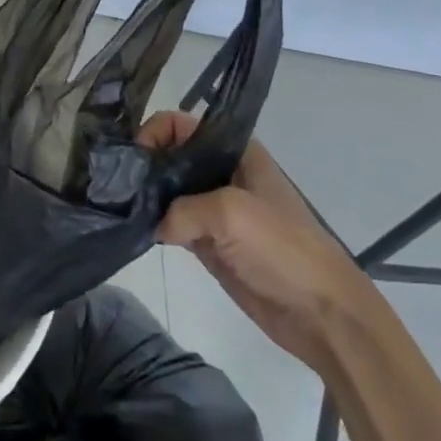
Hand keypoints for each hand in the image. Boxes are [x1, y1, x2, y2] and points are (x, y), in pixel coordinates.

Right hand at [140, 112, 373, 365]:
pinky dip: (153, 226)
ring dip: (145, 198)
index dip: (153, 134)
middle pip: (169, 156)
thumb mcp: (230, 212)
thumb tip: (153, 225)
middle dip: (143, 166)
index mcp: (233, 150)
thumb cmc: (283, 249)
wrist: (322, 315)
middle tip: (118, 186)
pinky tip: (134, 229)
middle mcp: (220, 172)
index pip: (178, 124)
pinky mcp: (207, 243)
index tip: (133, 159)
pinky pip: (171, 224)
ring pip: (167, 191)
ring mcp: (213, 209)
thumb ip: (181, 210)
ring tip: (119, 208)